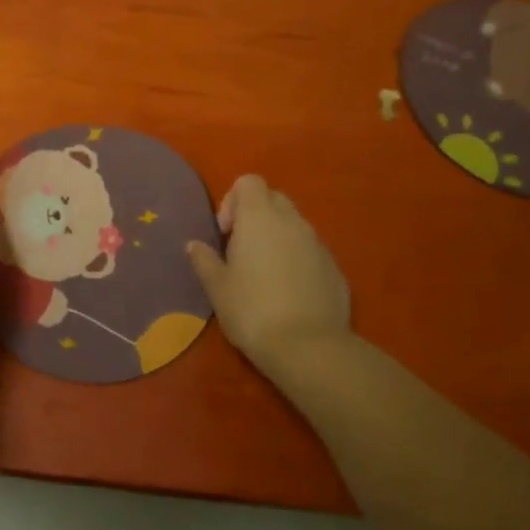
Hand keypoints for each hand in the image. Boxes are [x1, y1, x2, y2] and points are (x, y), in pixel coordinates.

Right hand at [187, 175, 350, 372]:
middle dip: (256, 216)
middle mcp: (292, 221)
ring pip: (294, 226)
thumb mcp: (217, 288)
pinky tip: (289, 294)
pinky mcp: (336, 268)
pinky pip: (311, 251)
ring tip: (265, 275)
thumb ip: (204, 260)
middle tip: (242, 251)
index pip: (249, 181)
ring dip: (277, 239)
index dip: (233, 200)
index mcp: (260, 217)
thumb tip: (194, 244)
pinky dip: (298, 260)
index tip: (226, 234)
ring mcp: (318, 243)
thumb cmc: (252, 310)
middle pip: (273, 199)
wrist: (309, 348)